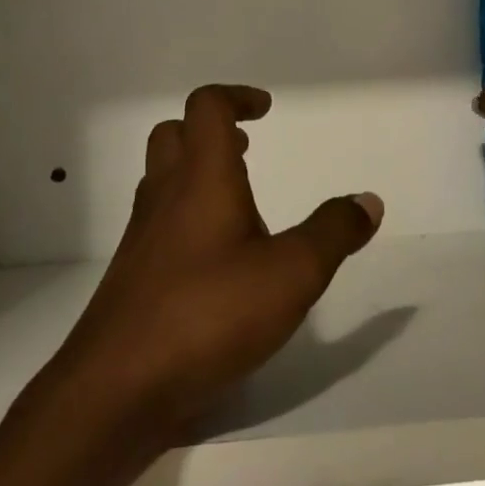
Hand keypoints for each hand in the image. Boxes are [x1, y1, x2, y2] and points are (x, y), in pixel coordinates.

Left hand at [47, 85, 383, 447]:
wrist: (117, 388)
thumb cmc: (209, 314)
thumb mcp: (291, 274)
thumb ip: (332, 233)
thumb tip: (367, 200)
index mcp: (201, 178)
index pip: (206, 107)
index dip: (236, 97)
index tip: (265, 110)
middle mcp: (164, 196)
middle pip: (174, 134)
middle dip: (210, 130)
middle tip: (247, 150)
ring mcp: (143, 237)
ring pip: (161, 179)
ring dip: (197, 172)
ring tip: (240, 201)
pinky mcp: (134, 275)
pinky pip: (158, 223)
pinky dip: (187, 216)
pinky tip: (218, 259)